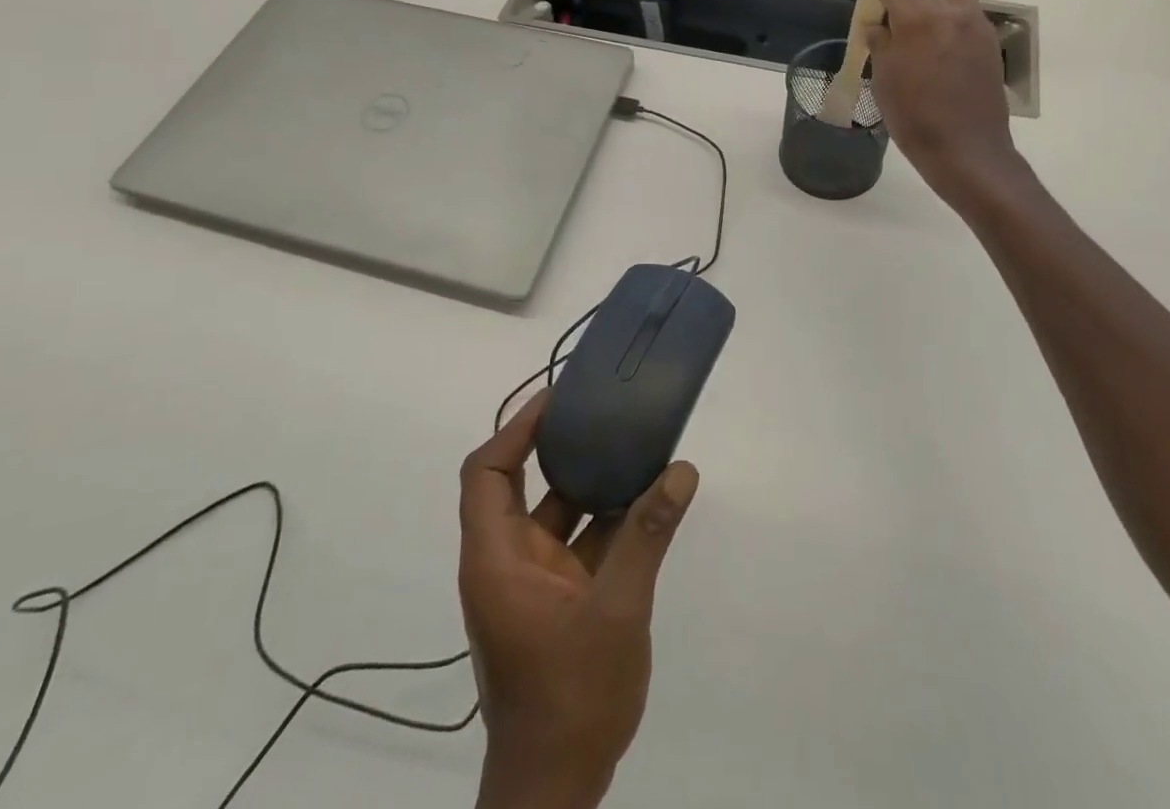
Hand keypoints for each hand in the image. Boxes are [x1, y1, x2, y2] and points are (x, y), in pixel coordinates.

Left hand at [459, 391, 699, 808]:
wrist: (557, 790)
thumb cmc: (571, 696)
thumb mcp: (616, 610)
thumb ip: (647, 536)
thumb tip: (681, 470)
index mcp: (496, 558)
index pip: (487, 473)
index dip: (515, 430)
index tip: (556, 400)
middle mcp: (506, 561)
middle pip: (518, 484)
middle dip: (553, 445)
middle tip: (595, 409)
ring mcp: (532, 583)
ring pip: (555, 513)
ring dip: (588, 481)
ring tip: (628, 441)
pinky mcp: (558, 601)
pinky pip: (579, 543)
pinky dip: (606, 519)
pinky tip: (646, 499)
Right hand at [856, 0, 1020, 214]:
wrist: (967, 150)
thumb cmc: (914, 117)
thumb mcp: (883, 79)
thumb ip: (880, 43)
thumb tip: (878, 25)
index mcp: (919, 18)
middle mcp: (952, 13)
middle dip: (907, 5)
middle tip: (894, 32)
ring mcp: (978, 29)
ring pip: (953, 3)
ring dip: (935, 13)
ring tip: (922, 44)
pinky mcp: (992, 47)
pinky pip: (968, 25)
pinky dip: (952, 32)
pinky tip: (943, 63)